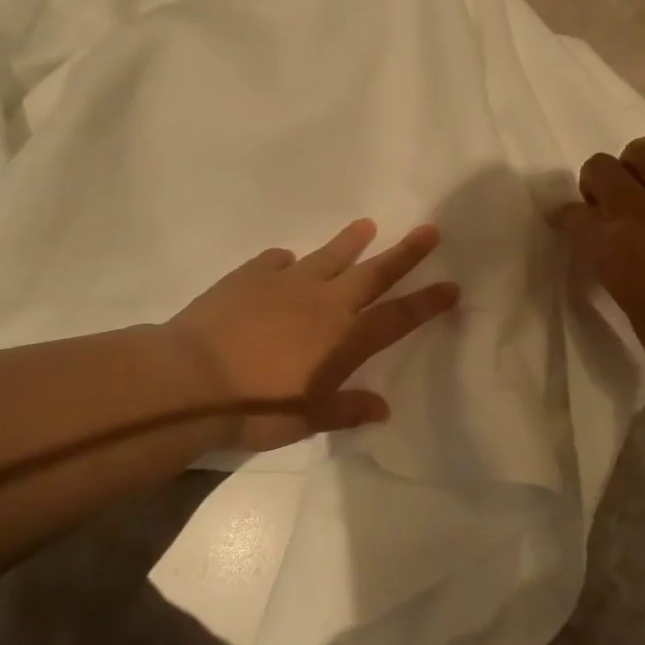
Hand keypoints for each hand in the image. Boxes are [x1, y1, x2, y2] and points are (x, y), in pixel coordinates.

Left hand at [163, 219, 458, 450]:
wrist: (191, 380)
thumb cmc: (256, 408)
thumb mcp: (308, 419)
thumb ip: (347, 409)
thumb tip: (383, 409)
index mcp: (344, 339)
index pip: (398, 317)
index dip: (428, 302)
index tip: (452, 285)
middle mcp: (324, 302)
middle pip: (374, 273)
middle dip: (406, 254)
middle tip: (430, 231)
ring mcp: (286, 284)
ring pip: (329, 256)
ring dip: (351, 242)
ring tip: (367, 225)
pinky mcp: (250, 277)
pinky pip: (276, 263)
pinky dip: (287, 262)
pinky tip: (285, 262)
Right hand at [550, 138, 644, 407]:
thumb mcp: (635, 315)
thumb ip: (618, 274)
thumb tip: (615, 256)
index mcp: (613, 252)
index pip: (572, 216)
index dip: (564, 219)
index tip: (567, 226)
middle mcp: (642, 214)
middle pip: (601, 168)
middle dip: (595, 184)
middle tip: (608, 208)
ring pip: (644, 151)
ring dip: (635, 170)